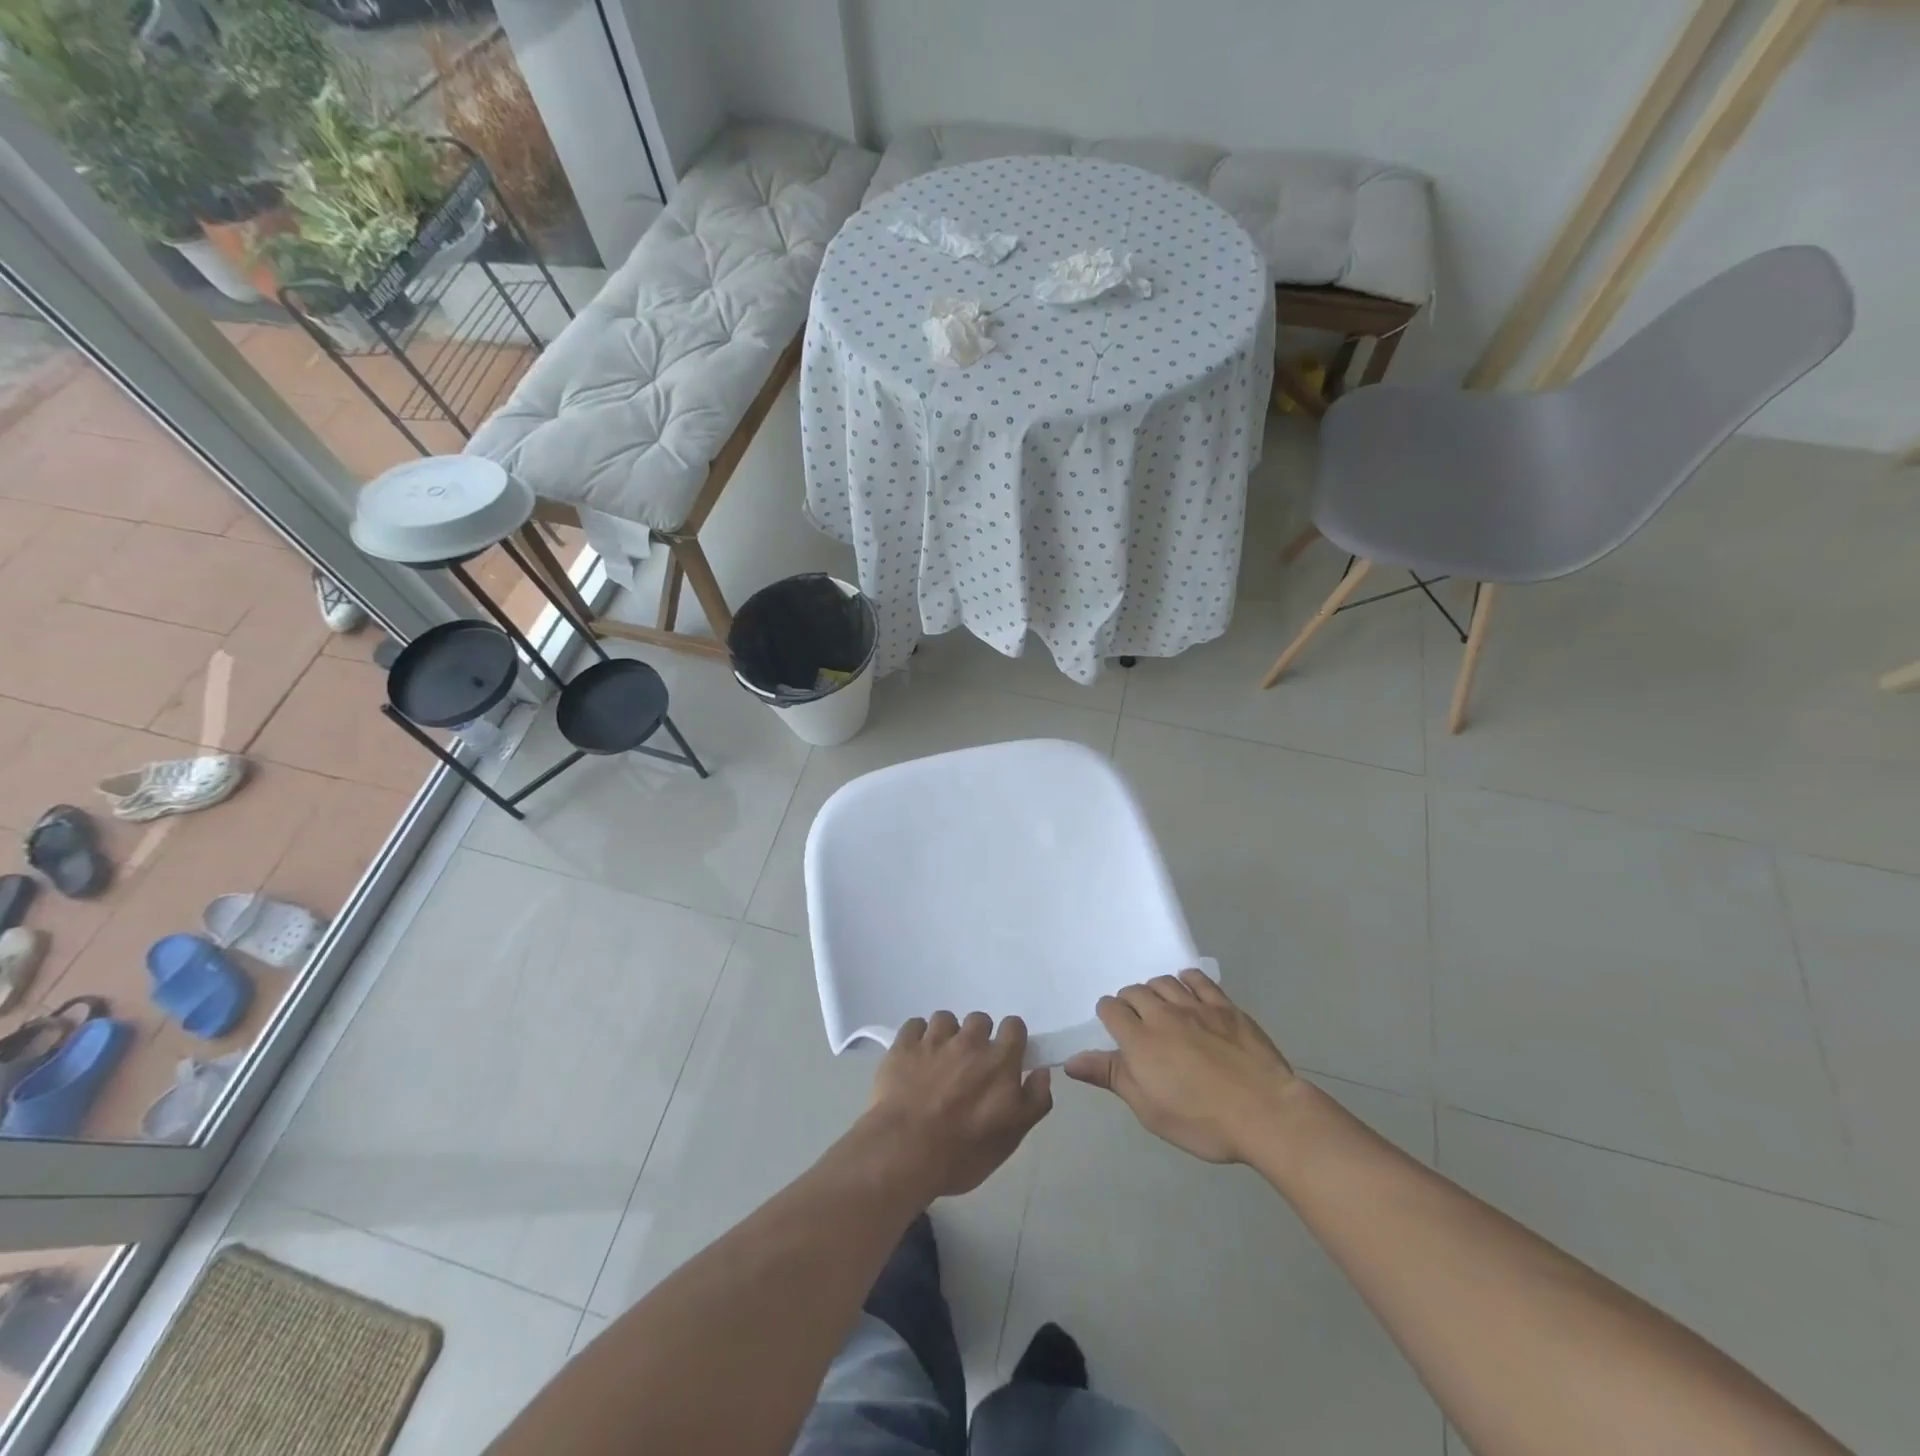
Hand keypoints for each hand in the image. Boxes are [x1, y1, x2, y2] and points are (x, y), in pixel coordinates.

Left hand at [859, 1011, 1052, 1199]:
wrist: (904, 1152)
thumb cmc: (963, 1152)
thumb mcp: (1011, 1138)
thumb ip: (1034, 1101)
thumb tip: (1041, 1071)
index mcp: (999, 1061)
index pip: (1014, 1026)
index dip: (1010, 1038)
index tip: (1004, 1057)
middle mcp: (969, 1042)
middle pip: (979, 1019)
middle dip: (977, 1037)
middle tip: (968, 1065)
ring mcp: (934, 1040)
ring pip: (945, 1019)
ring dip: (946, 1035)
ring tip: (938, 1060)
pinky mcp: (904, 1044)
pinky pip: (914, 1025)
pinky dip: (917, 1037)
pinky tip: (914, 1057)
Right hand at [1064, 968, 1299, 1163]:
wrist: (1265, 1113)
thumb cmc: (1202, 1121)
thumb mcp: (1149, 1109)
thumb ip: (1111, 1077)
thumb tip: (1071, 1061)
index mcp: (1139, 1040)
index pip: (1110, 1008)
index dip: (1109, 1016)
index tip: (1116, 1031)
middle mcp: (1162, 1014)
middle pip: (1135, 992)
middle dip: (1130, 1002)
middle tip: (1138, 1023)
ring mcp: (1196, 1006)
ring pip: (1164, 982)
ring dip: (1156, 991)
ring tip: (1161, 1008)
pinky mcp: (1225, 1006)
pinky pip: (1198, 979)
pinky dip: (1187, 979)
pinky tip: (1188, 990)